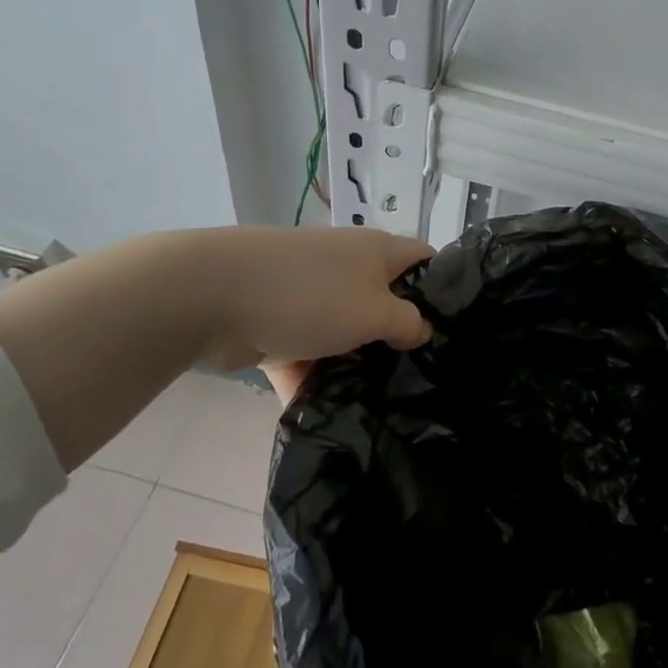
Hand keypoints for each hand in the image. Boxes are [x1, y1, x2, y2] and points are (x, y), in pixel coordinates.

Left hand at [192, 228, 434, 399]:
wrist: (211, 295)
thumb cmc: (311, 295)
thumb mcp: (375, 311)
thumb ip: (407, 323)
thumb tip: (422, 328)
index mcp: (376, 252)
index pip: (424, 261)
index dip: (444, 290)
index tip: (456, 331)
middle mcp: (346, 268)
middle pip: (384, 301)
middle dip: (398, 338)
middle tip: (420, 377)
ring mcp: (309, 295)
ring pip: (344, 332)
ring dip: (355, 364)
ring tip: (380, 404)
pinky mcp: (277, 323)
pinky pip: (305, 353)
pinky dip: (312, 379)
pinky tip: (330, 415)